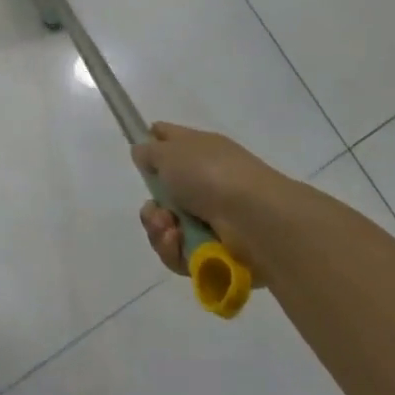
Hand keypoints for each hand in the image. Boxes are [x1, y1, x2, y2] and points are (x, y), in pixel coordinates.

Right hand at [133, 123, 308, 284]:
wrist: (254, 218)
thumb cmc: (210, 174)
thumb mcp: (169, 151)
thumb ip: (149, 152)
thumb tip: (143, 153)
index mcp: (199, 150)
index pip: (169, 140)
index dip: (151, 146)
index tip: (140, 159)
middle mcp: (205, 183)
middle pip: (163, 195)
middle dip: (151, 207)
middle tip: (156, 210)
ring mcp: (211, 218)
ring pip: (168, 228)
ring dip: (159, 230)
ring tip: (169, 229)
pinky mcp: (214, 251)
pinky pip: (180, 253)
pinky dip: (174, 250)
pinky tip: (178, 242)